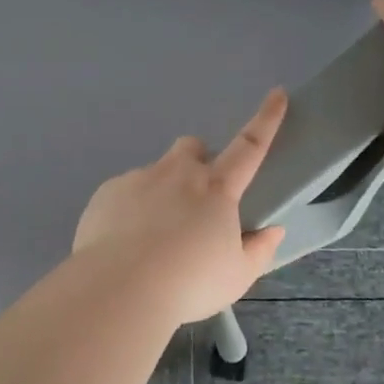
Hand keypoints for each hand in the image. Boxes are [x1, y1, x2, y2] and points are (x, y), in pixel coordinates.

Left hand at [73, 89, 289, 324]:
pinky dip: (131, 209)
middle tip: (195, 202)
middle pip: (192, 148)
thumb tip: (273, 231)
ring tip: (153, 236)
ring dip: (162, 192)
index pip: (250, 146)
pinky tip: (125, 243)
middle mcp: (178, 173)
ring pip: (156, 172)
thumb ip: (258, 250)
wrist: (119, 289)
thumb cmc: (189, 284)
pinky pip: (125, 192)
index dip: (266, 119)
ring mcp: (139, 179)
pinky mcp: (107, 192)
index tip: (276, 94)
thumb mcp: (237, 276)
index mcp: (217, 189)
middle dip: (198, 162)